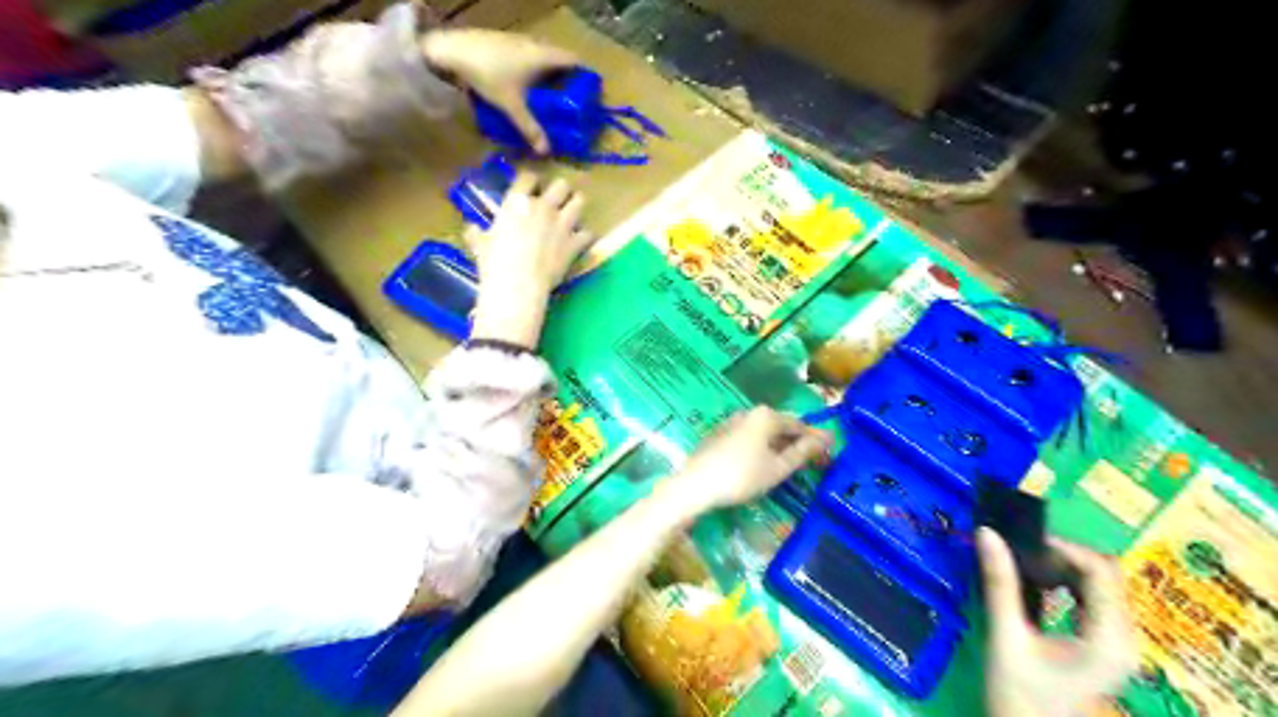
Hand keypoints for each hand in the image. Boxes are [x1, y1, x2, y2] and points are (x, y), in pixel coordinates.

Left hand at [422, 27, 577, 150]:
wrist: (451, 49)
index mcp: (543, 56)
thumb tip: (546, 151)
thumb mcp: (511, 106)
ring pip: (539, 56)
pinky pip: (524, 56)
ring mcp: (516, 40)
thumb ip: (530, 128)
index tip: (586, 90)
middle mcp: (534, 44)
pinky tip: (520, 85)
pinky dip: (529, 69)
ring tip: (545, 96)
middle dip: (563, 77)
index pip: (573, 60)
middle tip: (566, 99)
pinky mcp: (501, 42)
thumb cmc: (489, 74)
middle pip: (556, 59)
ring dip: (544, 73)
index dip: (582, 73)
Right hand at [467, 171, 597, 346]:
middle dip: (560, 191)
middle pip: (561, 185)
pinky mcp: (574, 243)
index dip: (531, 181)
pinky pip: (588, 233)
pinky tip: (580, 241)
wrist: (518, 284)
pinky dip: (585, 237)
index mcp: (517, 202)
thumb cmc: (494, 263)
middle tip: (557, 201)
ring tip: (572, 214)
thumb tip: (470, 229)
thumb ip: (477, 233)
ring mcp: (562, 224)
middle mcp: (543, 207)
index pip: (528, 177)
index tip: (531, 188)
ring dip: (576, 206)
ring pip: (579, 201)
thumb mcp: (480, 245)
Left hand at [664, 408, 835, 514]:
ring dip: (779, 445)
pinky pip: (748, 438)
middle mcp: (748, 413)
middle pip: (780, 426)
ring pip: (763, 432)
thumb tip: (824, 440)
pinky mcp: (719, 435)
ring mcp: (731, 422)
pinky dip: (761, 447)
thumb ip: (801, 453)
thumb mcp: (777, 468)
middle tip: (814, 459)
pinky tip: (764, 463)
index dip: (815, 439)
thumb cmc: (741, 477)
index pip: (799, 424)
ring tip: (791, 463)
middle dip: (797, 441)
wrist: (695, 485)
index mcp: (766, 416)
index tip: (830, 451)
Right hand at [982, 528, 1136, 715]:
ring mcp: (1117, 644)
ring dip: (1063, 568)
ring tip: (1024, 564)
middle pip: (1105, 575)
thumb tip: (987, 534)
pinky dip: (1066, 585)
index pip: (1100, 571)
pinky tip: (1037, 585)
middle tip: (1019, 551)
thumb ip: (999, 584)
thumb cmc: (1020, 696)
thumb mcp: (1006, 637)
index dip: (1063, 547)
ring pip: (1100, 586)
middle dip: (1062, 555)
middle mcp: (1123, 639)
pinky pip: (1093, 601)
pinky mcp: (1104, 647)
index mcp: (1108, 638)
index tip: (1022, 541)